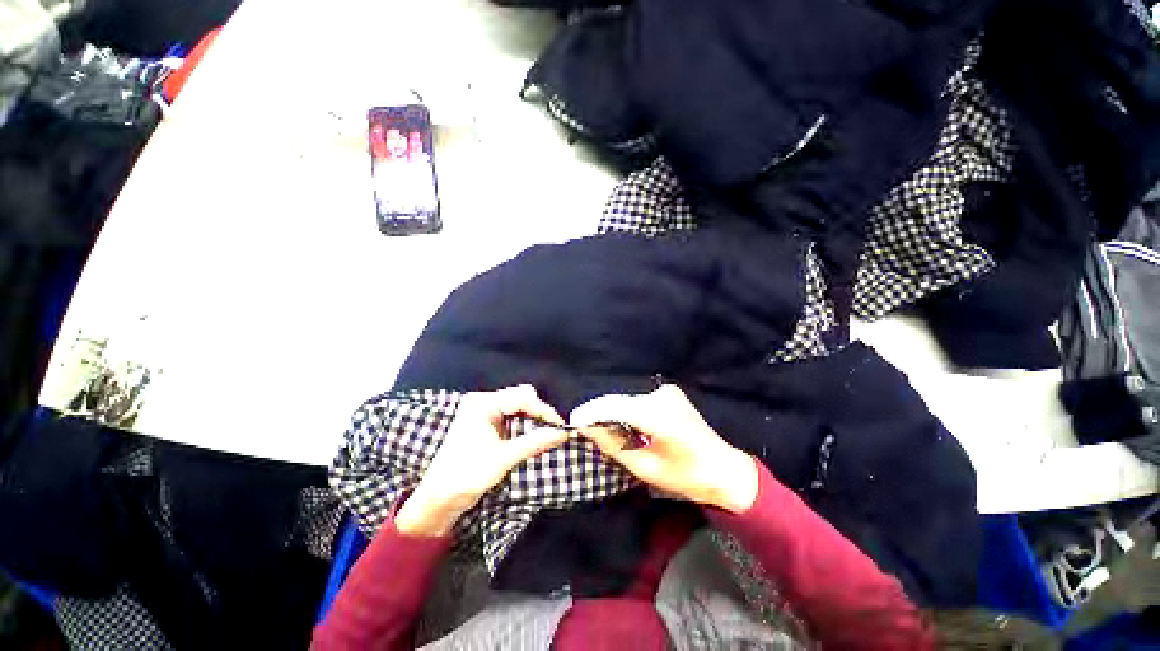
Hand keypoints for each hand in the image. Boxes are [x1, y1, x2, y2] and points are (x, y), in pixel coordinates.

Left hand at [395, 385, 569, 535]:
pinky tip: (533, 436)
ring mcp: (484, 412)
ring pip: (518, 406)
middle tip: (554, 430)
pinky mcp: (486, 424)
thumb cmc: (467, 475)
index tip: (561, 426)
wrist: (438, 499)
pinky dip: (525, 425)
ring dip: (533, 419)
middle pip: (521, 397)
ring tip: (547, 434)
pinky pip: (512, 416)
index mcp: (483, 403)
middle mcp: (483, 402)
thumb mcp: (504, 458)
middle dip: (539, 412)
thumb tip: (563, 434)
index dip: (544, 410)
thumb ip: (534, 442)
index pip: (522, 397)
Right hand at [570, 384, 758, 512]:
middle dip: (600, 413)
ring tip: (599, 428)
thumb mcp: (645, 467)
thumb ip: (613, 444)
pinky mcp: (670, 394)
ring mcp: (667, 392)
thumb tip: (587, 428)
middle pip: (620, 402)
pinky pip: (639, 401)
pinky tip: (622, 425)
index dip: (591, 412)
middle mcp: (661, 395)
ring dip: (614, 413)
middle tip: (583, 427)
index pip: (614, 407)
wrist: (723, 469)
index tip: (573, 420)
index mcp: (658, 414)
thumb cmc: (685, 475)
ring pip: (628, 401)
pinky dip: (627, 411)